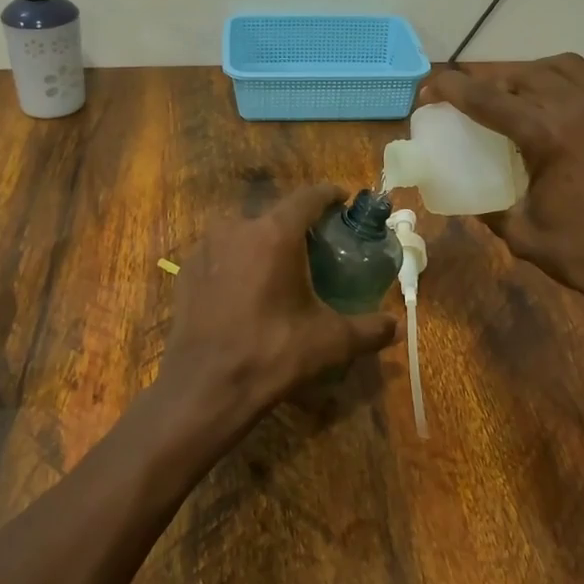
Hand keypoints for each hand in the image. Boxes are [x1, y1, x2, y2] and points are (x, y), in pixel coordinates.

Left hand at [153, 185, 398, 444]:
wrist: (205, 388)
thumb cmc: (272, 354)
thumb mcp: (330, 341)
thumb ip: (368, 329)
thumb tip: (397, 327)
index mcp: (275, 233)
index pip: (308, 197)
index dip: (330, 195)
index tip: (344, 200)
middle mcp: (237, 228)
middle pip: (275, 213)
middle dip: (297, 223)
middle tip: (317, 243)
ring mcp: (206, 247)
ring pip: (244, 232)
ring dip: (264, 241)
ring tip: (280, 266)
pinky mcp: (186, 270)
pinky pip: (220, 253)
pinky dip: (237, 261)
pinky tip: (246, 287)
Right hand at [423, 56, 583, 336]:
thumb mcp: (523, 235)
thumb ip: (489, 209)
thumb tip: (469, 195)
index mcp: (548, 134)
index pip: (487, 98)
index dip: (452, 89)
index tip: (430, 87)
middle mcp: (581, 106)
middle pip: (524, 75)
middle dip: (492, 83)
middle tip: (477, 102)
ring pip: (565, 65)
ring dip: (534, 74)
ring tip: (523, 96)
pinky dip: (580, 76)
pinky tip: (573, 94)